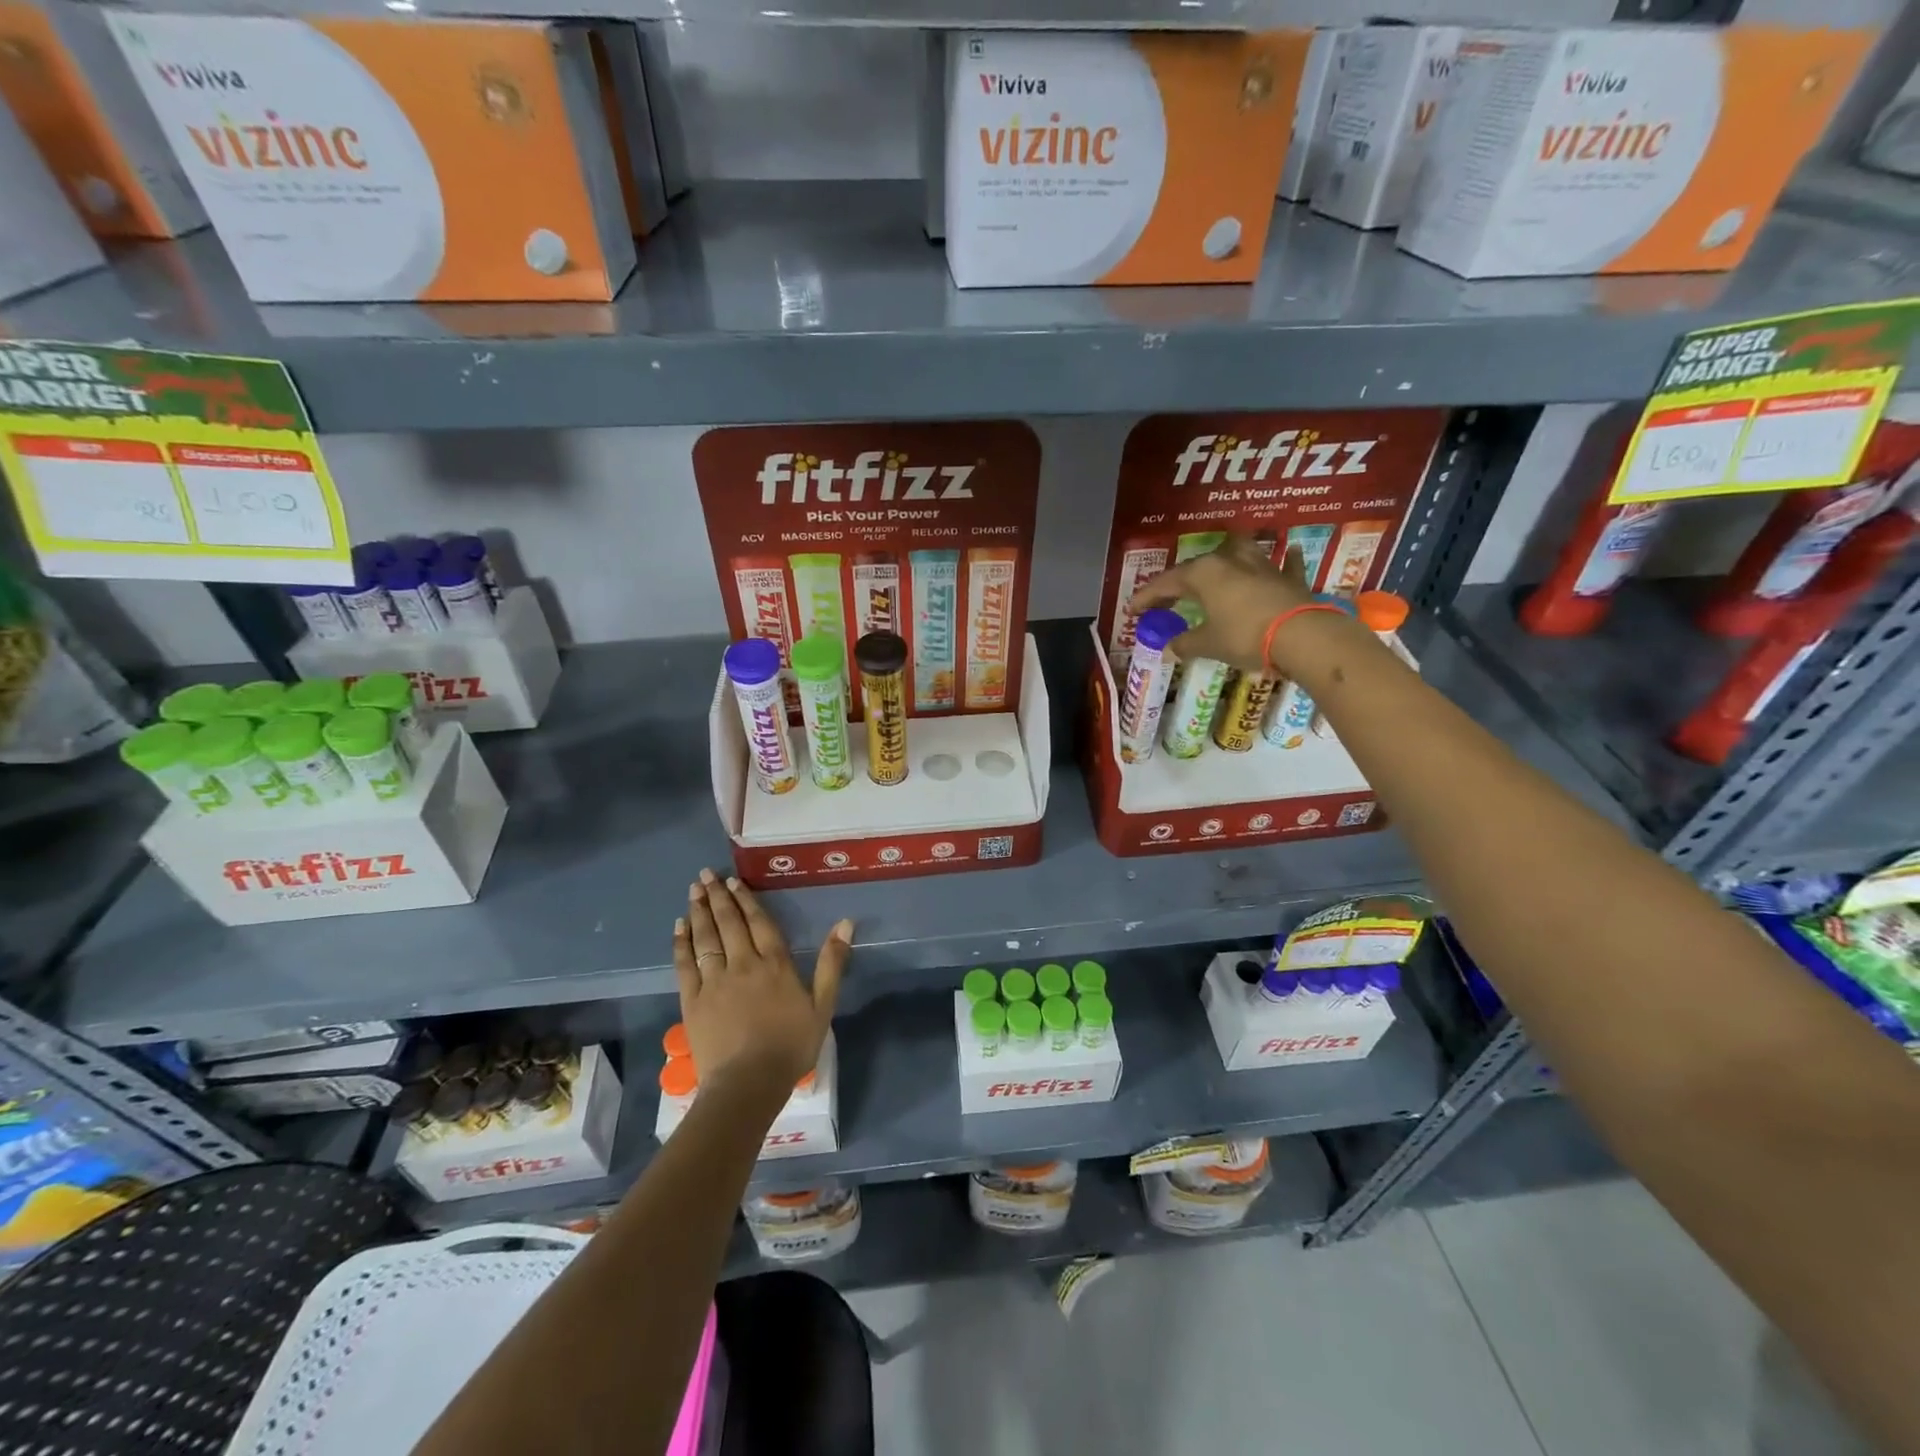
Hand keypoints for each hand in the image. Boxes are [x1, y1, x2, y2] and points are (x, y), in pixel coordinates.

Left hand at [673, 869, 850, 1093]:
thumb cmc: (791, 1047)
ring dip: (698, 912)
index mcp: (775, 964)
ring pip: (705, 938)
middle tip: (706, 875)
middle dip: (717, 896)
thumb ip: (832, 963)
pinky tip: (678, 927)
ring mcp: (713, 981)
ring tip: (693, 890)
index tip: (734, 881)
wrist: (747, 1084)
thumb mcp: (823, 1006)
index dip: (746, 900)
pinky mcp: (692, 1000)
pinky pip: (684, 964)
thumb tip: (845, 923)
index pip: (759, 922)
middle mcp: (742, 964)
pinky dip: (681, 943)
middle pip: (728, 923)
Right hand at [1129, 535, 1313, 674]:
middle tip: (1168, 598)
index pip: (1166, 582)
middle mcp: (1230, 561)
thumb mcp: (1208, 644)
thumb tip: (1168, 649)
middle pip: (1198, 566)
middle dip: (1180, 582)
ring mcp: (1263, 565)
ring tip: (1220, 566)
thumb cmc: (1244, 636)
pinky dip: (1282, 561)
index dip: (1147, 597)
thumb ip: (1185, 644)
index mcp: (1204, 573)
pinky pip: (1284, 564)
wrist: (1302, 636)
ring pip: (1240, 551)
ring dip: (1228, 557)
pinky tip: (1286, 554)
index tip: (1132, 610)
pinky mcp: (1289, 577)